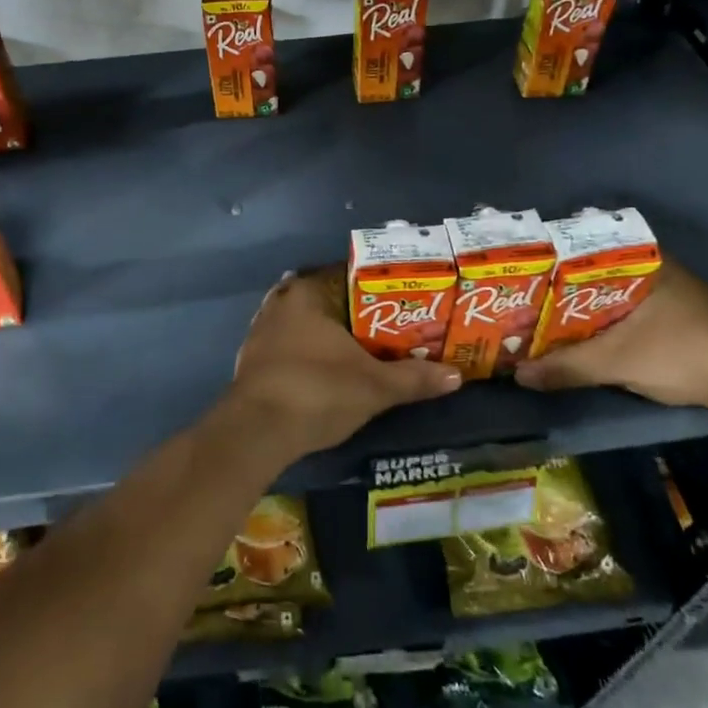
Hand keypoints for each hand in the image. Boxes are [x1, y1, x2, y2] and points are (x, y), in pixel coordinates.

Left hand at [227, 270, 462, 458]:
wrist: (257, 431)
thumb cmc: (318, 391)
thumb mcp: (375, 386)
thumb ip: (414, 378)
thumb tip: (457, 375)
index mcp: (306, 293)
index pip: (343, 276)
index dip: (372, 289)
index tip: (396, 303)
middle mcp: (278, 304)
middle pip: (322, 300)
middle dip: (349, 314)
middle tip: (382, 329)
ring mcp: (259, 333)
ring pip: (300, 325)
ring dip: (323, 335)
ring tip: (357, 350)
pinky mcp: (250, 362)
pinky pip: (285, 348)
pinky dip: (304, 355)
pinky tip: (323, 371)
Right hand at [513, 261, 707, 409]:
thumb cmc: (680, 352)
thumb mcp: (615, 361)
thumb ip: (566, 367)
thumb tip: (519, 375)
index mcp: (641, 262)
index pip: (584, 248)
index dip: (552, 261)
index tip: (523, 272)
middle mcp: (657, 269)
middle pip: (596, 274)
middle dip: (564, 289)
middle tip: (528, 301)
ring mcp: (674, 293)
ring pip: (615, 294)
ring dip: (587, 309)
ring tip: (549, 320)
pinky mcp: (685, 318)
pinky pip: (632, 311)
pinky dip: (609, 322)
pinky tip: (589, 337)